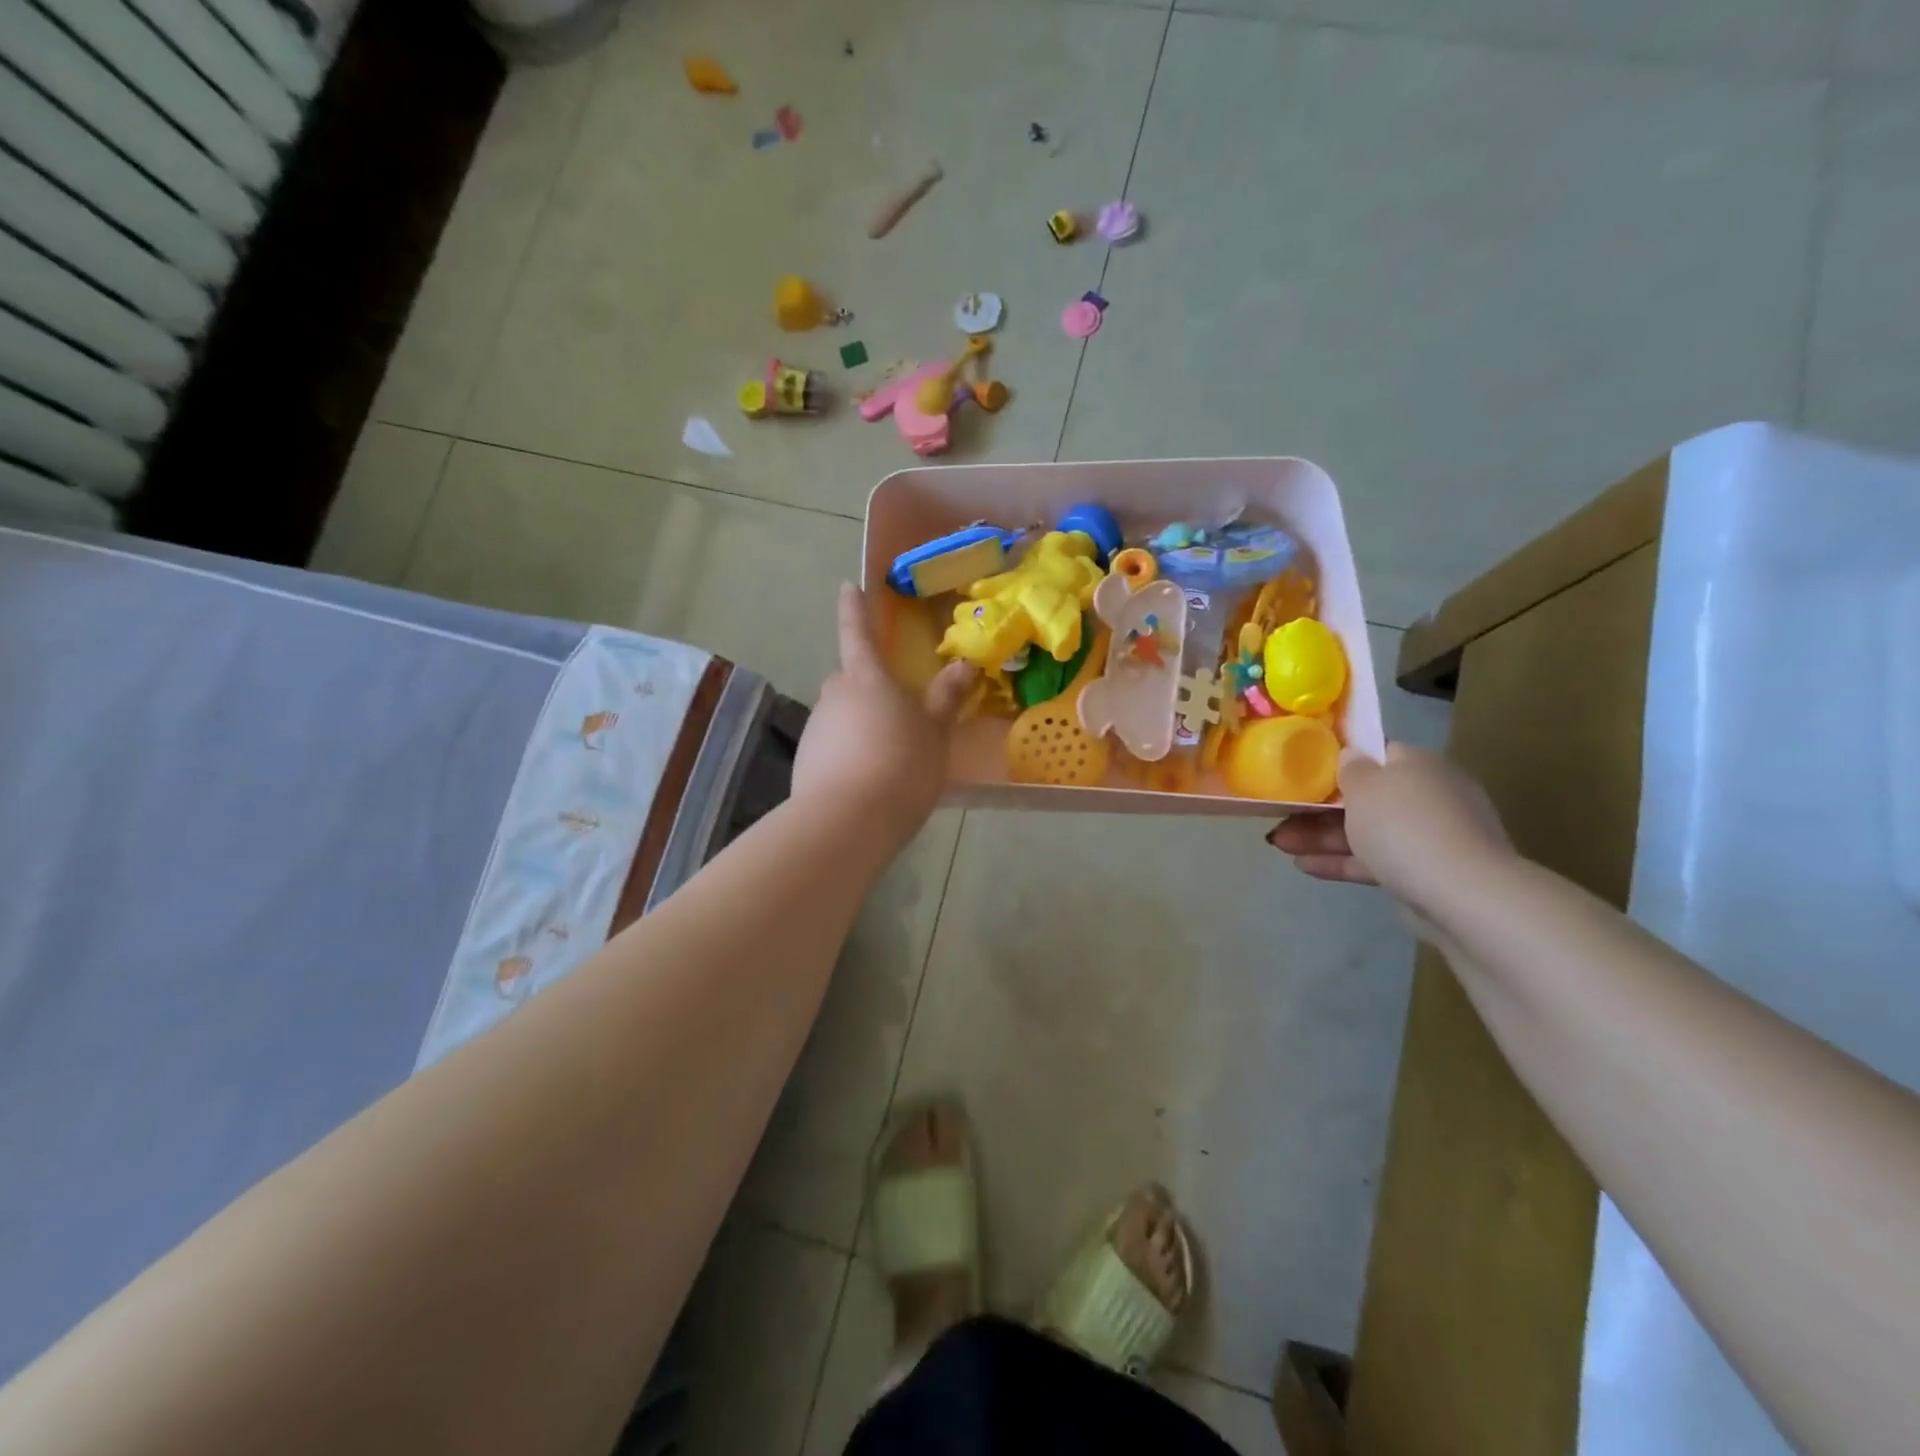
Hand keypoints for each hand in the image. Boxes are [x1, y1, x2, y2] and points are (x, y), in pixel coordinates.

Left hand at [792, 585, 977, 845]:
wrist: (848, 821)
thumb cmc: (901, 765)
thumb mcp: (934, 733)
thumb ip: (946, 698)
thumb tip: (964, 664)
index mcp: (866, 678)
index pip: (858, 633)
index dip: (854, 609)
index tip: (847, 587)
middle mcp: (834, 695)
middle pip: (849, 680)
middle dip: (866, 687)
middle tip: (894, 712)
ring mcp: (816, 728)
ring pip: (840, 715)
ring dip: (858, 725)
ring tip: (886, 758)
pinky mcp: (805, 761)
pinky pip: (832, 746)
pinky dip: (846, 753)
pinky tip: (866, 781)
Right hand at [1266, 744, 1512, 917]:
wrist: (1461, 894)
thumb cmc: (1404, 825)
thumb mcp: (1365, 786)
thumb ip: (1350, 769)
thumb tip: (1352, 756)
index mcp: (1419, 765)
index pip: (1378, 753)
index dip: (1341, 759)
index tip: (1306, 768)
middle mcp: (1429, 795)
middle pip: (1366, 796)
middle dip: (1320, 807)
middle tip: (1282, 814)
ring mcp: (1429, 837)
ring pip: (1366, 831)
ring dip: (1322, 837)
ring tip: (1280, 844)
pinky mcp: (1423, 873)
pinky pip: (1374, 860)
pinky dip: (1341, 861)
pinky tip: (1303, 866)